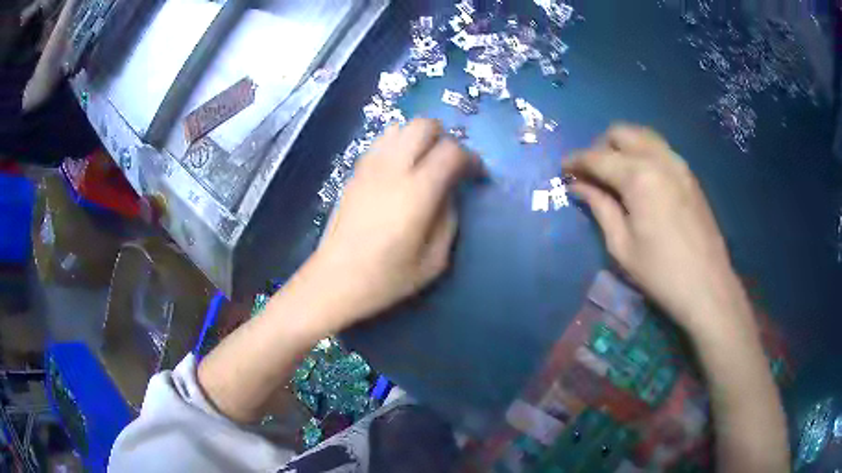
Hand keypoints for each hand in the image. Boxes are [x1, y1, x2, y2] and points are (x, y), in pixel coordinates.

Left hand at [305, 119, 479, 329]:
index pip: (451, 152)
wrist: (334, 280)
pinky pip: (380, 142)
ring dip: (419, 138)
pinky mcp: (354, 173)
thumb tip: (449, 193)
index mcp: (417, 192)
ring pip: (400, 127)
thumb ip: (449, 219)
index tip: (476, 174)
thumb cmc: (386, 278)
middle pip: (424, 125)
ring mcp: (369, 167)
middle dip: (445, 137)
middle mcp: (392, 169)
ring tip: (425, 162)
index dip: (471, 158)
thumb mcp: (434, 261)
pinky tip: (400, 168)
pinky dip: (397, 144)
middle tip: (451, 162)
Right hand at [567, 125, 746, 334]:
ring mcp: (678, 163)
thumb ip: (599, 207)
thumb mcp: (622, 245)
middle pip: (621, 133)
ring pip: (643, 136)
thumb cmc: (660, 273)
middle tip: (591, 172)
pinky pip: (660, 149)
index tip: (563, 168)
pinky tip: (640, 179)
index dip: (576, 160)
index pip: (598, 157)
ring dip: (623, 146)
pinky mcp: (690, 175)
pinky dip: (643, 153)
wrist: (708, 287)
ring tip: (614, 173)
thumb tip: (578, 185)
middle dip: (600, 146)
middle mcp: (659, 159)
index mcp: (638, 176)